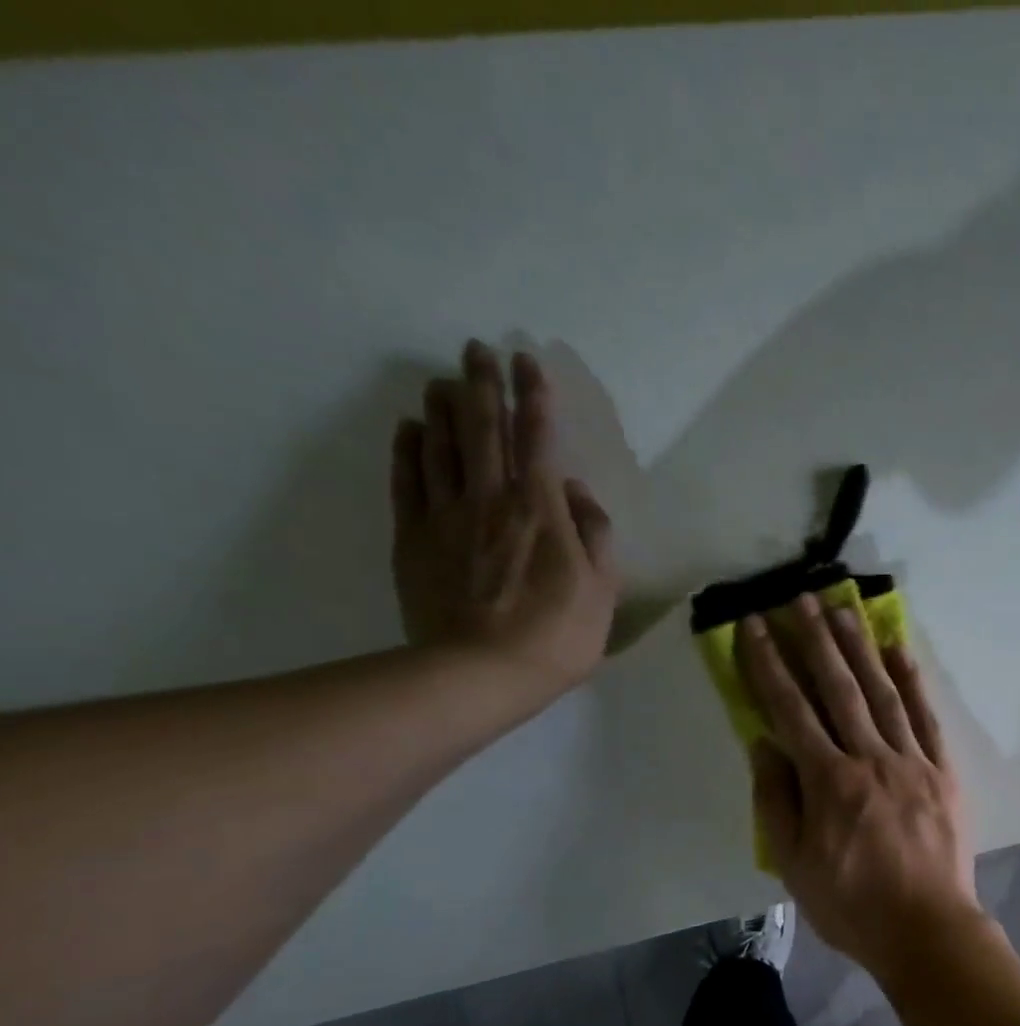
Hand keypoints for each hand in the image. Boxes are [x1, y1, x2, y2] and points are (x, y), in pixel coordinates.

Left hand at [390, 341, 617, 700]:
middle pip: (484, 429)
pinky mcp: (413, 537)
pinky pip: (408, 480)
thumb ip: (595, 535)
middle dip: (483, 385)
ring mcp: (445, 516)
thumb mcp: (601, 589)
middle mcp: (490, 499)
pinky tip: (411, 429)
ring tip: (444, 380)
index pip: (539, 439)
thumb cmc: (557, 635)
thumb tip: (578, 493)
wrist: (480, 672)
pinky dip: (409, 448)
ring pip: (442, 446)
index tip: (528, 363)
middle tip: (477, 349)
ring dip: (444, 408)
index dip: (535, 398)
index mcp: (541, 510)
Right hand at [736, 594, 981, 971]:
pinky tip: (900, 651)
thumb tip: (764, 742)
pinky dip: (914, 681)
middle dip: (816, 640)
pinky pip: (926, 717)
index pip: (790, 709)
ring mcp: (911, 760)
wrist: (926, 927)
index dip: (769, 664)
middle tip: (800, 597)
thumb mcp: (793, 863)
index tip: (755, 626)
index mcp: (828, 780)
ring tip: (844, 609)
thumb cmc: (851, 904)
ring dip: (861, 648)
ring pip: (882, 692)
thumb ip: (776, 799)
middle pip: (838, 688)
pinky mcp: (943, 770)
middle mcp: (869, 757)